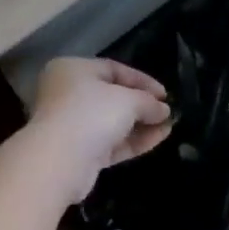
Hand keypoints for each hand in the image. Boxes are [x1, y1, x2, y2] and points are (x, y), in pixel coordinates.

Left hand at [25, 57, 172, 203]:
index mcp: (73, 69)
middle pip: (112, 96)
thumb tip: (164, 109)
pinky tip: (159, 138)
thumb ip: (147, 102)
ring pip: (112, 122)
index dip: (141, 80)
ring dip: (141, 124)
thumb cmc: (90, 113)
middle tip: (167, 110)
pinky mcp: (79, 153)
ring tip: (169, 125)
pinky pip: (111, 142)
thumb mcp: (126, 100)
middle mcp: (68, 93)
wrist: (59, 161)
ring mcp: (72, 125)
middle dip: (142, 104)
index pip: (113, 69)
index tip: (165, 93)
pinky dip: (133, 140)